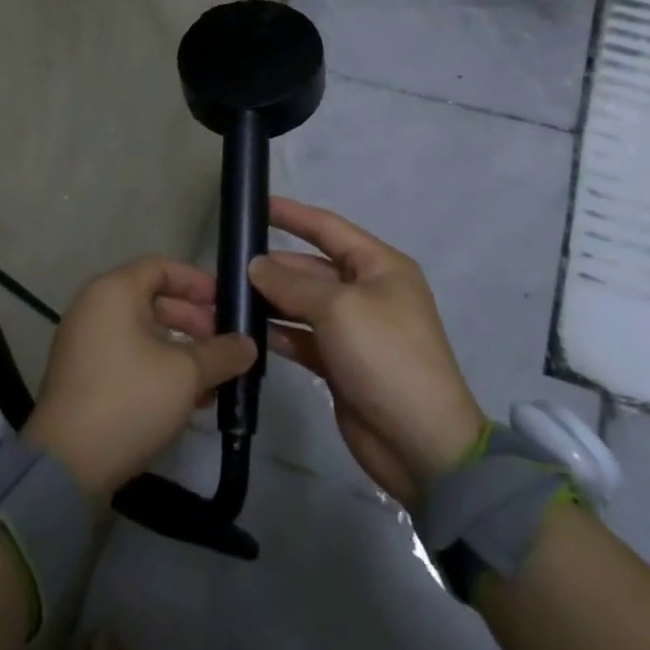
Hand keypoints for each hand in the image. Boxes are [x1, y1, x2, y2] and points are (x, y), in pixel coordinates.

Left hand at [23, 256, 256, 498]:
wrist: (67, 463)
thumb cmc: (130, 399)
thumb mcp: (186, 374)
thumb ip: (221, 353)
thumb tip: (248, 344)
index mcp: (114, 290)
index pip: (162, 267)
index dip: (197, 282)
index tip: (227, 304)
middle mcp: (95, 306)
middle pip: (152, 299)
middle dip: (193, 320)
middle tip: (224, 345)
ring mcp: (85, 341)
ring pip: (143, 332)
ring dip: (180, 350)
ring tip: (213, 379)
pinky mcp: (83, 375)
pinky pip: (128, 356)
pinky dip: (157, 367)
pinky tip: (187, 399)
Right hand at [248, 197, 486, 506]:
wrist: (422, 444)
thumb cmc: (386, 356)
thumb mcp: (338, 309)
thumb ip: (292, 283)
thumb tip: (255, 265)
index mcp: (379, 266)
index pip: (328, 228)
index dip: (293, 215)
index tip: (255, 205)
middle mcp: (367, 291)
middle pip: (312, 267)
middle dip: (274, 265)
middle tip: (227, 263)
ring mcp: (353, 329)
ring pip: (303, 303)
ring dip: (270, 299)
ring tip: (228, 294)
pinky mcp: (340, 363)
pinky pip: (302, 337)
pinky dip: (278, 333)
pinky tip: (246, 329)